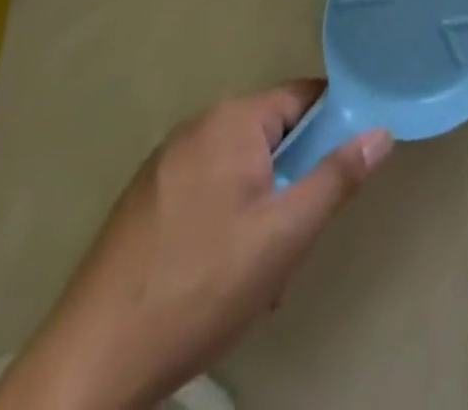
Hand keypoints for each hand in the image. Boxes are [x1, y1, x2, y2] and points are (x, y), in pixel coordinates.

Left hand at [0, 81, 391, 409]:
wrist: (86, 371)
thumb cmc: (198, 289)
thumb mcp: (285, 236)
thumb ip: (338, 177)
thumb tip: (381, 132)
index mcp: (231, 120)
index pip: (305, 97)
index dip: (333, 128)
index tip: (342, 172)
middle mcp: (197, 127)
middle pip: (273, 133)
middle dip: (294, 178)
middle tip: (297, 235)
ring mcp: (163, 164)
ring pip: (241, 166)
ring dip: (263, 204)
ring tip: (260, 266)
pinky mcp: (143, 202)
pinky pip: (208, 188)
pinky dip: (227, 217)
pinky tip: (220, 273)